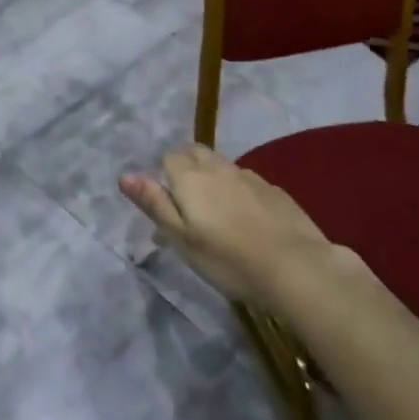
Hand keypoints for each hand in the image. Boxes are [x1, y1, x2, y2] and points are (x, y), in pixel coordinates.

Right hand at [120, 144, 344, 300]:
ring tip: (216, 211)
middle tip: (187, 200)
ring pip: (223, 166)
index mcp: (191, 178)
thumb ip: (154, 203)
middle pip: (196, 152)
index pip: (169, 158)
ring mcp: (250, 177)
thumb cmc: (227, 258)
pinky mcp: (275, 191)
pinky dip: (239, 191)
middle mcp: (219, 168)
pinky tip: (247, 218)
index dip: (164, 175)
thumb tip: (124, 175)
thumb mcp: (181, 238)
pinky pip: (247, 181)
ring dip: (214, 178)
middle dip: (187, 166)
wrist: (294, 267)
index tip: (168, 202)